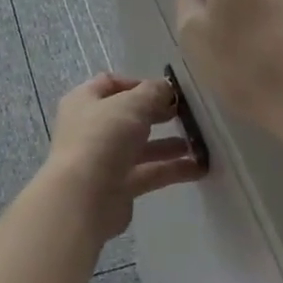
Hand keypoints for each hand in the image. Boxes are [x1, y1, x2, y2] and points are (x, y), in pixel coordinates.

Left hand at [42, 73, 204, 241]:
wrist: (83, 198)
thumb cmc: (102, 138)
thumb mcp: (131, 105)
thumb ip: (152, 92)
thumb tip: (166, 87)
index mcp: (84, 101)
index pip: (111, 83)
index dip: (139, 84)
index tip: (167, 90)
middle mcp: (92, 127)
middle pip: (128, 115)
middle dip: (157, 113)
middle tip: (187, 114)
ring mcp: (104, 158)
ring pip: (141, 146)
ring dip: (169, 144)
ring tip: (199, 141)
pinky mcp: (119, 186)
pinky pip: (149, 172)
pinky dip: (172, 169)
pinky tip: (200, 167)